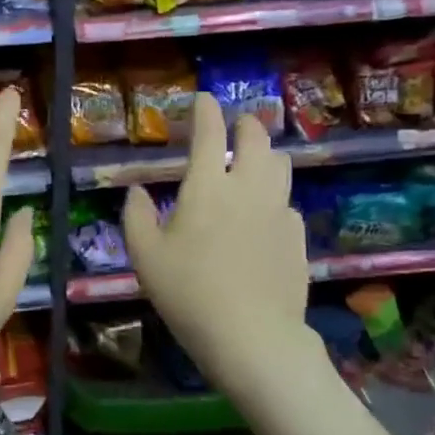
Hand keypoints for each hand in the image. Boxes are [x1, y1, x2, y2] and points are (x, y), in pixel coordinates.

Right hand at [121, 94, 315, 393]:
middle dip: (245, 124)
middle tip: (235, 126)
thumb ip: (136, 216)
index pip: (209, 133)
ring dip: (266, 154)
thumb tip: (137, 190)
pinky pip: (288, 203)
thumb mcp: (144, 256)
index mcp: (208, 187)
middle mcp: (248, 188)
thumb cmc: (188, 293)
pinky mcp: (298, 237)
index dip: (205, 110)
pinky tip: (263, 216)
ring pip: (281, 166)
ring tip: (253, 162)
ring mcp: (279, 211)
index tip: (203, 99)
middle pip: (256, 139)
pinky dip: (274, 197)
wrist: (251, 336)